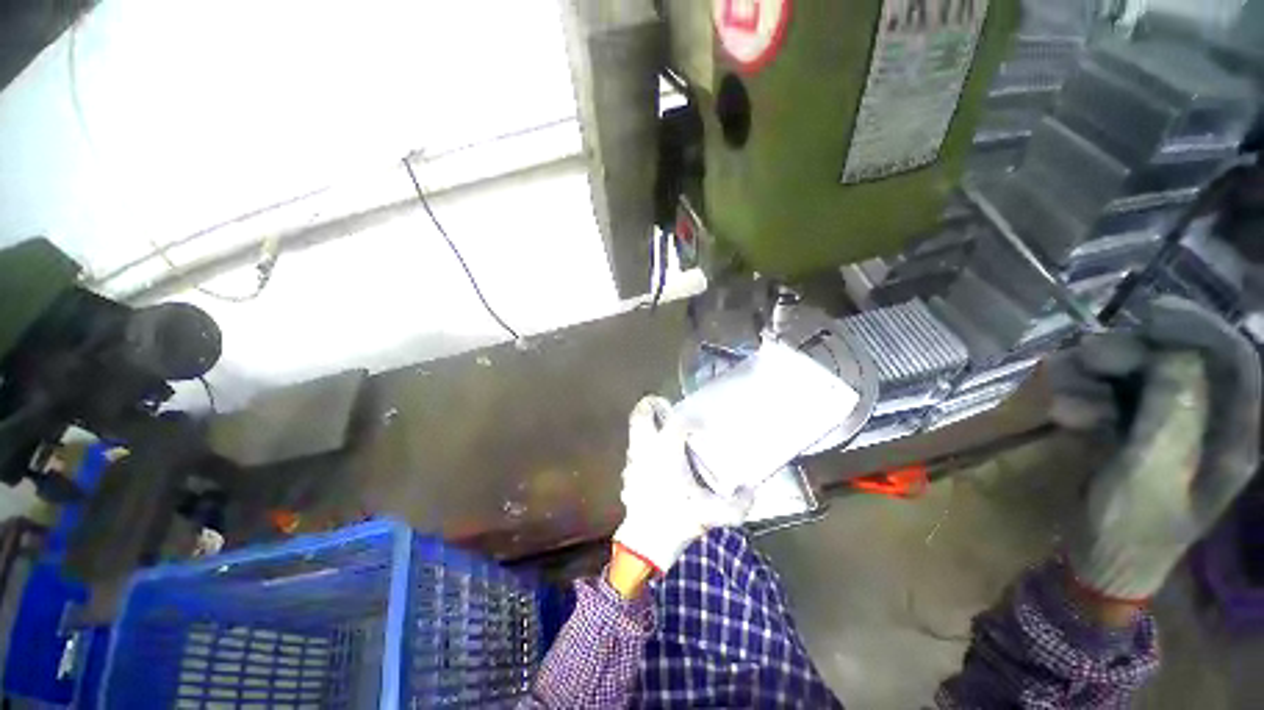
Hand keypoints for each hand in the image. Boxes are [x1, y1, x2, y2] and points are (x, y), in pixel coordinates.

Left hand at [612, 395, 753, 573]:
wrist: (645, 544)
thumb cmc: (678, 520)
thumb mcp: (714, 514)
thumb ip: (739, 503)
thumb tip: (751, 489)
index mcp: (666, 451)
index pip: (678, 420)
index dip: (692, 419)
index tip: (703, 427)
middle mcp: (647, 448)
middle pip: (642, 412)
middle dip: (654, 404)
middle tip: (669, 409)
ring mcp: (634, 458)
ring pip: (634, 427)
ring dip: (648, 423)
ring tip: (664, 431)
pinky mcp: (628, 470)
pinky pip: (634, 447)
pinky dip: (643, 444)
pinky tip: (656, 458)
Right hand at [1049, 296, 1260, 601]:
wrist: (1097, 563)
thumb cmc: (1132, 528)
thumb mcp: (1152, 471)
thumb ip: (1173, 409)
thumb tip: (1172, 348)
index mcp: (1231, 436)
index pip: (1234, 361)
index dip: (1200, 329)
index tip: (1152, 312)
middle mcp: (1205, 423)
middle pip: (1178, 364)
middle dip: (1132, 355)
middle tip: (1087, 357)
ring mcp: (1165, 427)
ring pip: (1136, 378)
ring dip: (1095, 379)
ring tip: (1063, 400)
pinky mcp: (1131, 432)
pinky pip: (1109, 398)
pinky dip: (1082, 398)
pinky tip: (1063, 414)